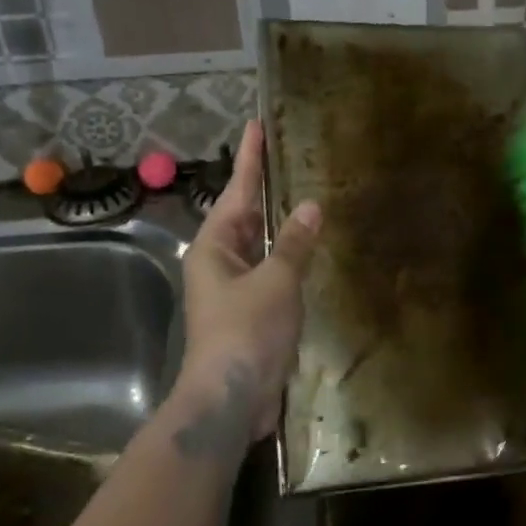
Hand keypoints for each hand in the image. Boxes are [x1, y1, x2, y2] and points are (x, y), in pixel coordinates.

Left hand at [176, 119, 321, 443]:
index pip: (237, 191)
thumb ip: (294, 243)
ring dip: (279, 223)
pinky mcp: (251, 312)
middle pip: (245, 214)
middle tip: (288, 155)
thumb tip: (310, 206)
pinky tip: (308, 248)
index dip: (251, 158)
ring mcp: (234, 288)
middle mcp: (220, 262)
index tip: (256, 125)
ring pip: (259, 244)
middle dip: (265, 187)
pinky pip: (271, 271)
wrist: (231, 399)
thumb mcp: (275, 281)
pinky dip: (288, 255)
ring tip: (303, 193)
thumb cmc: (246, 332)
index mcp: (215, 246)